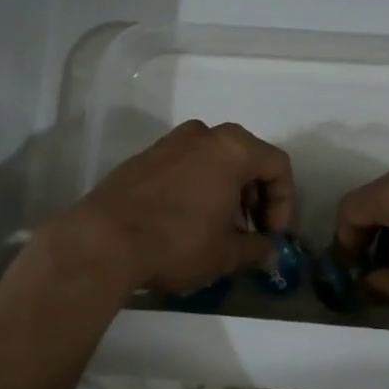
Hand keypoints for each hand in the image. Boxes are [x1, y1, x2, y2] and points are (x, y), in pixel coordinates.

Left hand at [64, 120, 295, 294]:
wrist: (103, 240)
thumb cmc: (178, 241)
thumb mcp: (226, 253)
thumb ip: (256, 249)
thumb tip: (270, 253)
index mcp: (233, 148)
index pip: (278, 166)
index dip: (285, 203)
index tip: (274, 235)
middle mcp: (204, 135)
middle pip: (247, 159)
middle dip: (257, 197)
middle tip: (252, 232)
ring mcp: (170, 142)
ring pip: (214, 162)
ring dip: (228, 192)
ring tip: (221, 230)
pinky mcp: (144, 157)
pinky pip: (186, 167)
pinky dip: (198, 188)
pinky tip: (189, 222)